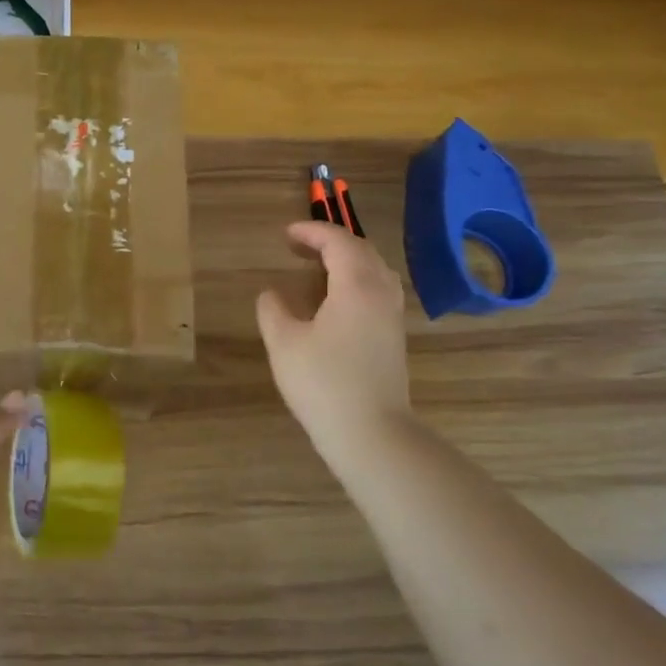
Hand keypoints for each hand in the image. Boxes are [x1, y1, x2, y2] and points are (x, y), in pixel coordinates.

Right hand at [256, 221, 413, 472]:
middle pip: (362, 250)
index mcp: (357, 285)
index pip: (339, 241)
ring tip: (319, 267)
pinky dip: (358, 280)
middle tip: (299, 247)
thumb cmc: (323, 383)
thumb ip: (273, 310)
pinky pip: (379, 290)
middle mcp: (381, 293)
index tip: (286, 234)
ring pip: (376, 270)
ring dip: (348, 260)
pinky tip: (338, 299)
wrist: (371, 433)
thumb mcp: (284, 343)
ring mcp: (392, 316)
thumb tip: (271, 294)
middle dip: (331, 241)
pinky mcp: (394, 337)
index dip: (311, 232)